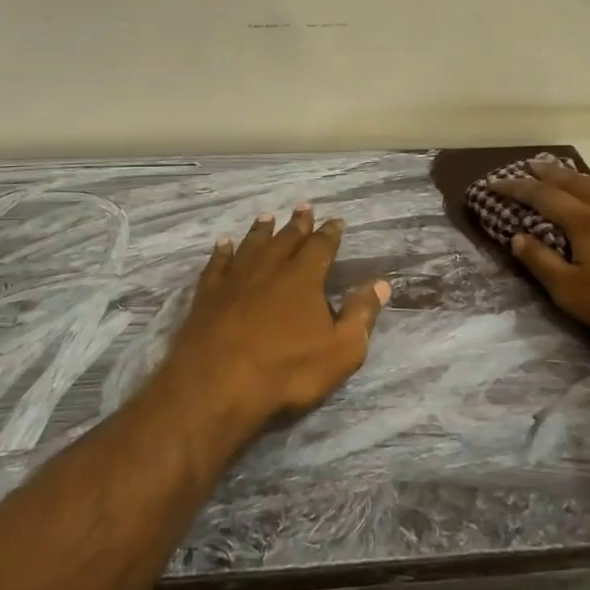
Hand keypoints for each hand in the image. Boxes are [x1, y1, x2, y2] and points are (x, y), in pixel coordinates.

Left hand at [158, 205, 390, 423]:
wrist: (218, 382)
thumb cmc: (287, 369)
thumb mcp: (341, 350)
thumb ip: (361, 314)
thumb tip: (381, 284)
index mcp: (303, 278)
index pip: (321, 247)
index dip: (330, 233)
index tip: (335, 221)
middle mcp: (269, 268)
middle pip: (286, 239)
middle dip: (297, 223)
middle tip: (303, 207)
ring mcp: (235, 278)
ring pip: (251, 245)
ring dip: (261, 230)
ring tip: (267, 216)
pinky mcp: (208, 294)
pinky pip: (217, 263)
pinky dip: (222, 251)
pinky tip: (223, 243)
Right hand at [492, 161, 589, 343]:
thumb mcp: (571, 291)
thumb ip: (541, 262)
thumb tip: (517, 237)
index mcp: (582, 221)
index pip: (541, 196)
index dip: (514, 188)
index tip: (493, 184)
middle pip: (570, 181)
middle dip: (545, 173)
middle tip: (527, 166)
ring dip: (573, 175)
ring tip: (562, 172)